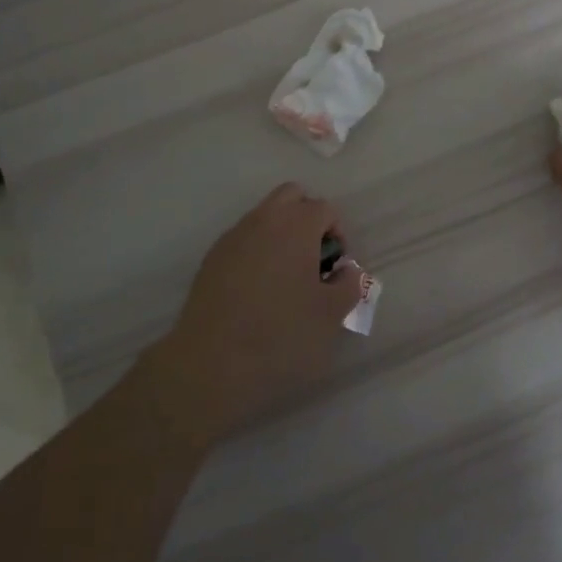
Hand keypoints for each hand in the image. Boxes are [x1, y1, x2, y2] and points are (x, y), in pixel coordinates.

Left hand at [146, 183, 361, 448]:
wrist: (211, 364)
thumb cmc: (281, 335)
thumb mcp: (331, 315)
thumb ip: (349, 285)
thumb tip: (346, 271)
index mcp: (296, 225)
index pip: (325, 209)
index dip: (338, 235)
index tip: (336, 270)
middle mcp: (263, 220)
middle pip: (291, 196)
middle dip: (308, 219)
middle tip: (313, 261)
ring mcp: (232, 238)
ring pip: (264, 216)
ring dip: (281, 234)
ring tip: (286, 280)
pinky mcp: (211, 260)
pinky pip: (242, 240)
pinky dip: (256, 252)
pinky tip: (257, 292)